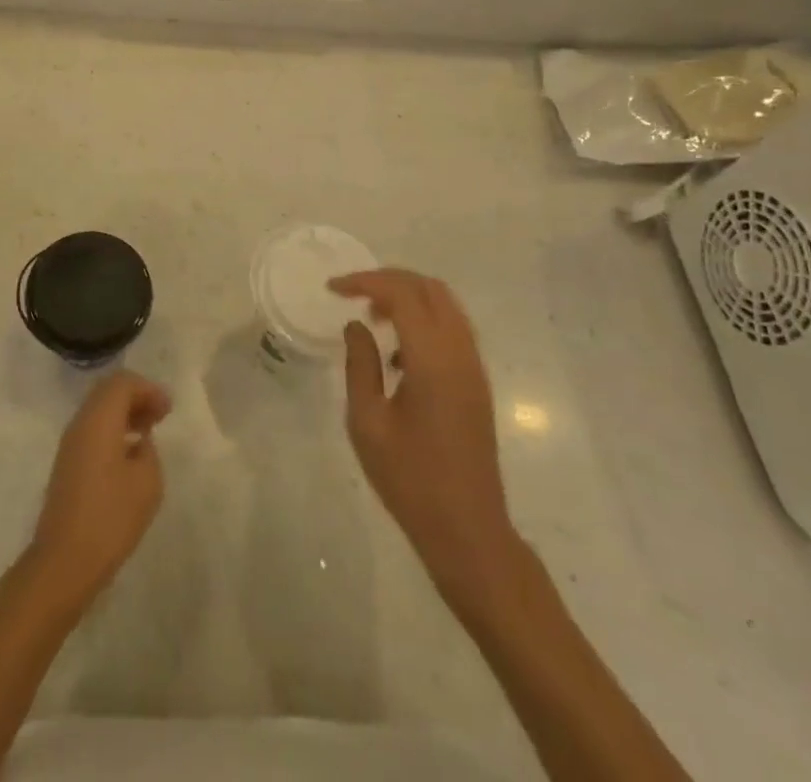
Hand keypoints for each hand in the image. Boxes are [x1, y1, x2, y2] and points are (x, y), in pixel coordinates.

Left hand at [26, 371, 170, 615]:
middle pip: (107, 392)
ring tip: (148, 433)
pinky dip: (113, 431)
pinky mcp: (66, 465)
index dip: (148, 389)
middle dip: (136, 397)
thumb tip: (139, 442)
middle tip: (160, 415)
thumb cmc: (110, 517)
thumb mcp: (147, 482)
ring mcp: (69, 444)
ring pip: (98, 411)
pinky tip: (129, 454)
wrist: (64, 561)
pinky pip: (92, 431)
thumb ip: (148, 451)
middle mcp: (80, 424)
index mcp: (98, 420)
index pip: (122, 383)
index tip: (167, 409)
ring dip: (124, 414)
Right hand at [336, 269, 525, 614]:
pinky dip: (424, 319)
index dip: (365, 281)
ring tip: (372, 317)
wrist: (468, 530)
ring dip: (408, 298)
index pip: (402, 294)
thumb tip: (356, 325)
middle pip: (429, 288)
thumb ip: (360, 365)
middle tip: (352, 293)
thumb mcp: (368, 423)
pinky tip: (397, 352)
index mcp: (433, 361)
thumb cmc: (410, 480)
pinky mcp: (477, 383)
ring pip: (445, 305)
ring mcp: (474, 367)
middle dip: (388, 280)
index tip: (333, 288)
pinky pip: (452, 328)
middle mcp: (460, 354)